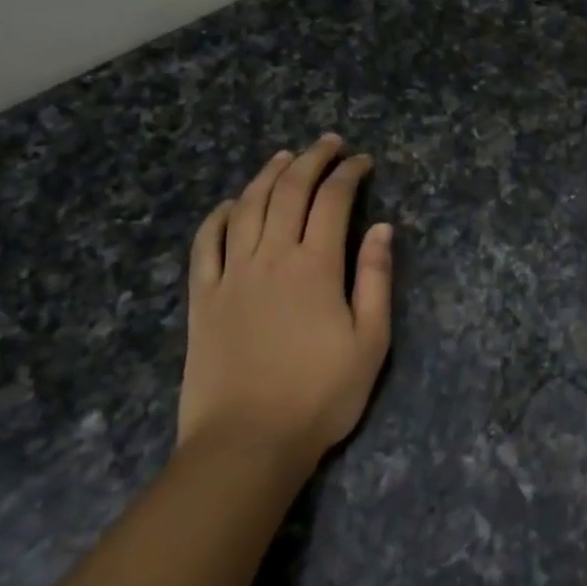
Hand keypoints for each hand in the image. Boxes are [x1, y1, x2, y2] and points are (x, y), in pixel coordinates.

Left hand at [180, 135, 393, 461]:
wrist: (247, 442)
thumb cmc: (319, 395)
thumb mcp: (370, 342)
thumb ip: (375, 280)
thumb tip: (383, 228)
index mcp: (316, 267)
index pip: (333, 201)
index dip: (349, 174)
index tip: (363, 162)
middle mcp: (271, 257)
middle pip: (289, 191)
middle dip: (312, 159)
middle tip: (328, 143)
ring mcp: (231, 274)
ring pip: (248, 207)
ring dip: (267, 175)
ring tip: (284, 157)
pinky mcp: (203, 297)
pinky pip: (206, 243)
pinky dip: (220, 215)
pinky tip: (232, 204)